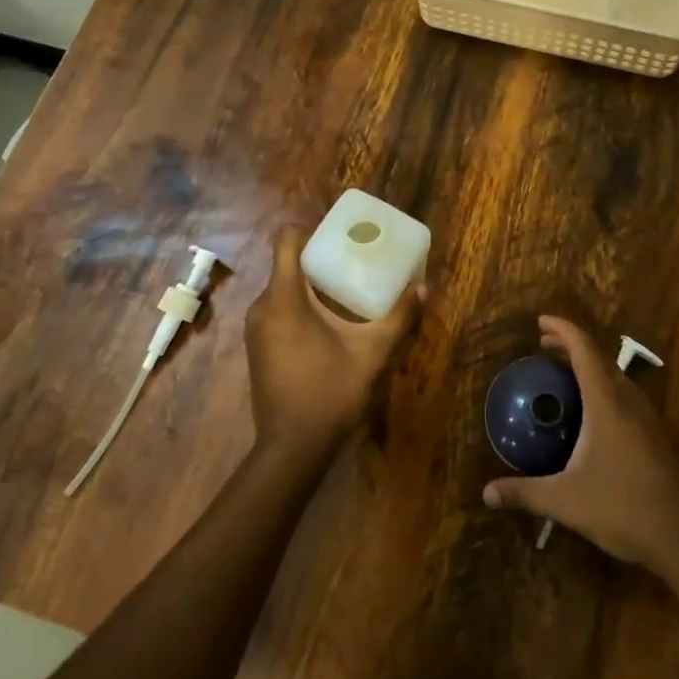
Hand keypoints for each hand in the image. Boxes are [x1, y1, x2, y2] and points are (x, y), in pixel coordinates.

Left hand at [244, 227, 423, 457]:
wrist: (291, 447)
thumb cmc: (330, 392)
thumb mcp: (371, 353)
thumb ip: (398, 317)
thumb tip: (423, 287)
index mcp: (284, 297)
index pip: (287, 240)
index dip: (311, 230)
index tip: (340, 236)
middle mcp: (262, 306)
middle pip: (287, 264)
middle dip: (318, 259)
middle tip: (353, 261)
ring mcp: (255, 328)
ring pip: (281, 288)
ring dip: (309, 284)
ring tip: (344, 290)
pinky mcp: (256, 347)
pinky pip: (276, 310)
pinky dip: (298, 305)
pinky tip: (326, 322)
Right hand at [483, 316, 678, 568]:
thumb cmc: (623, 509)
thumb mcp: (566, 502)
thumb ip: (524, 493)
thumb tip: (486, 493)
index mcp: (607, 402)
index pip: (584, 349)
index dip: (562, 329)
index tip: (540, 322)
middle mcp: (629, 401)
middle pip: (600, 357)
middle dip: (572, 345)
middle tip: (544, 345)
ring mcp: (647, 418)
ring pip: (616, 376)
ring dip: (590, 365)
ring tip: (564, 373)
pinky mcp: (656, 436)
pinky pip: (625, 395)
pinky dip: (603, 386)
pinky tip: (590, 412)